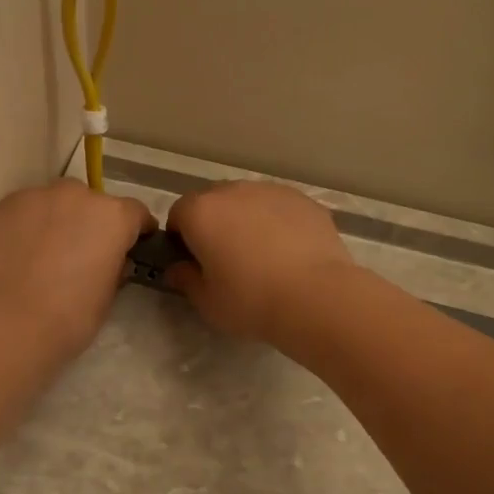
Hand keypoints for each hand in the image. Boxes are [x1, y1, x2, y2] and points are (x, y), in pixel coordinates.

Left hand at [0, 181, 153, 360]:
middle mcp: (81, 195)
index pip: (135, 213)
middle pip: (94, 202)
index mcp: (114, 217)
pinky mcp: (9, 203)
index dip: (136, 229)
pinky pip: (29, 208)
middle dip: (93, 221)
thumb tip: (113, 259)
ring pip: (59, 201)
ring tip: (50, 248)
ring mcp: (41, 195)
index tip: (133, 244)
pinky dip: (32, 222)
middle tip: (84, 251)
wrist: (13, 321)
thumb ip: (116, 266)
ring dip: (61, 217)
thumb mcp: (109, 294)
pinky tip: (24, 248)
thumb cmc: (72, 315)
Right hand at [165, 181, 357, 342]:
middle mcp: (233, 191)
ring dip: (245, 219)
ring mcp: (272, 191)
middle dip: (213, 223)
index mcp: (201, 212)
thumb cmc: (251, 301)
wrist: (316, 297)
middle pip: (213, 201)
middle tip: (224, 258)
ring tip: (261, 255)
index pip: (178, 213)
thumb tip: (177, 270)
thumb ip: (185, 280)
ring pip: (248, 201)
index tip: (191, 261)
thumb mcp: (207, 302)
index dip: (180, 237)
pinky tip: (289, 252)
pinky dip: (277, 222)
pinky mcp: (304, 200)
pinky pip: (279, 207)